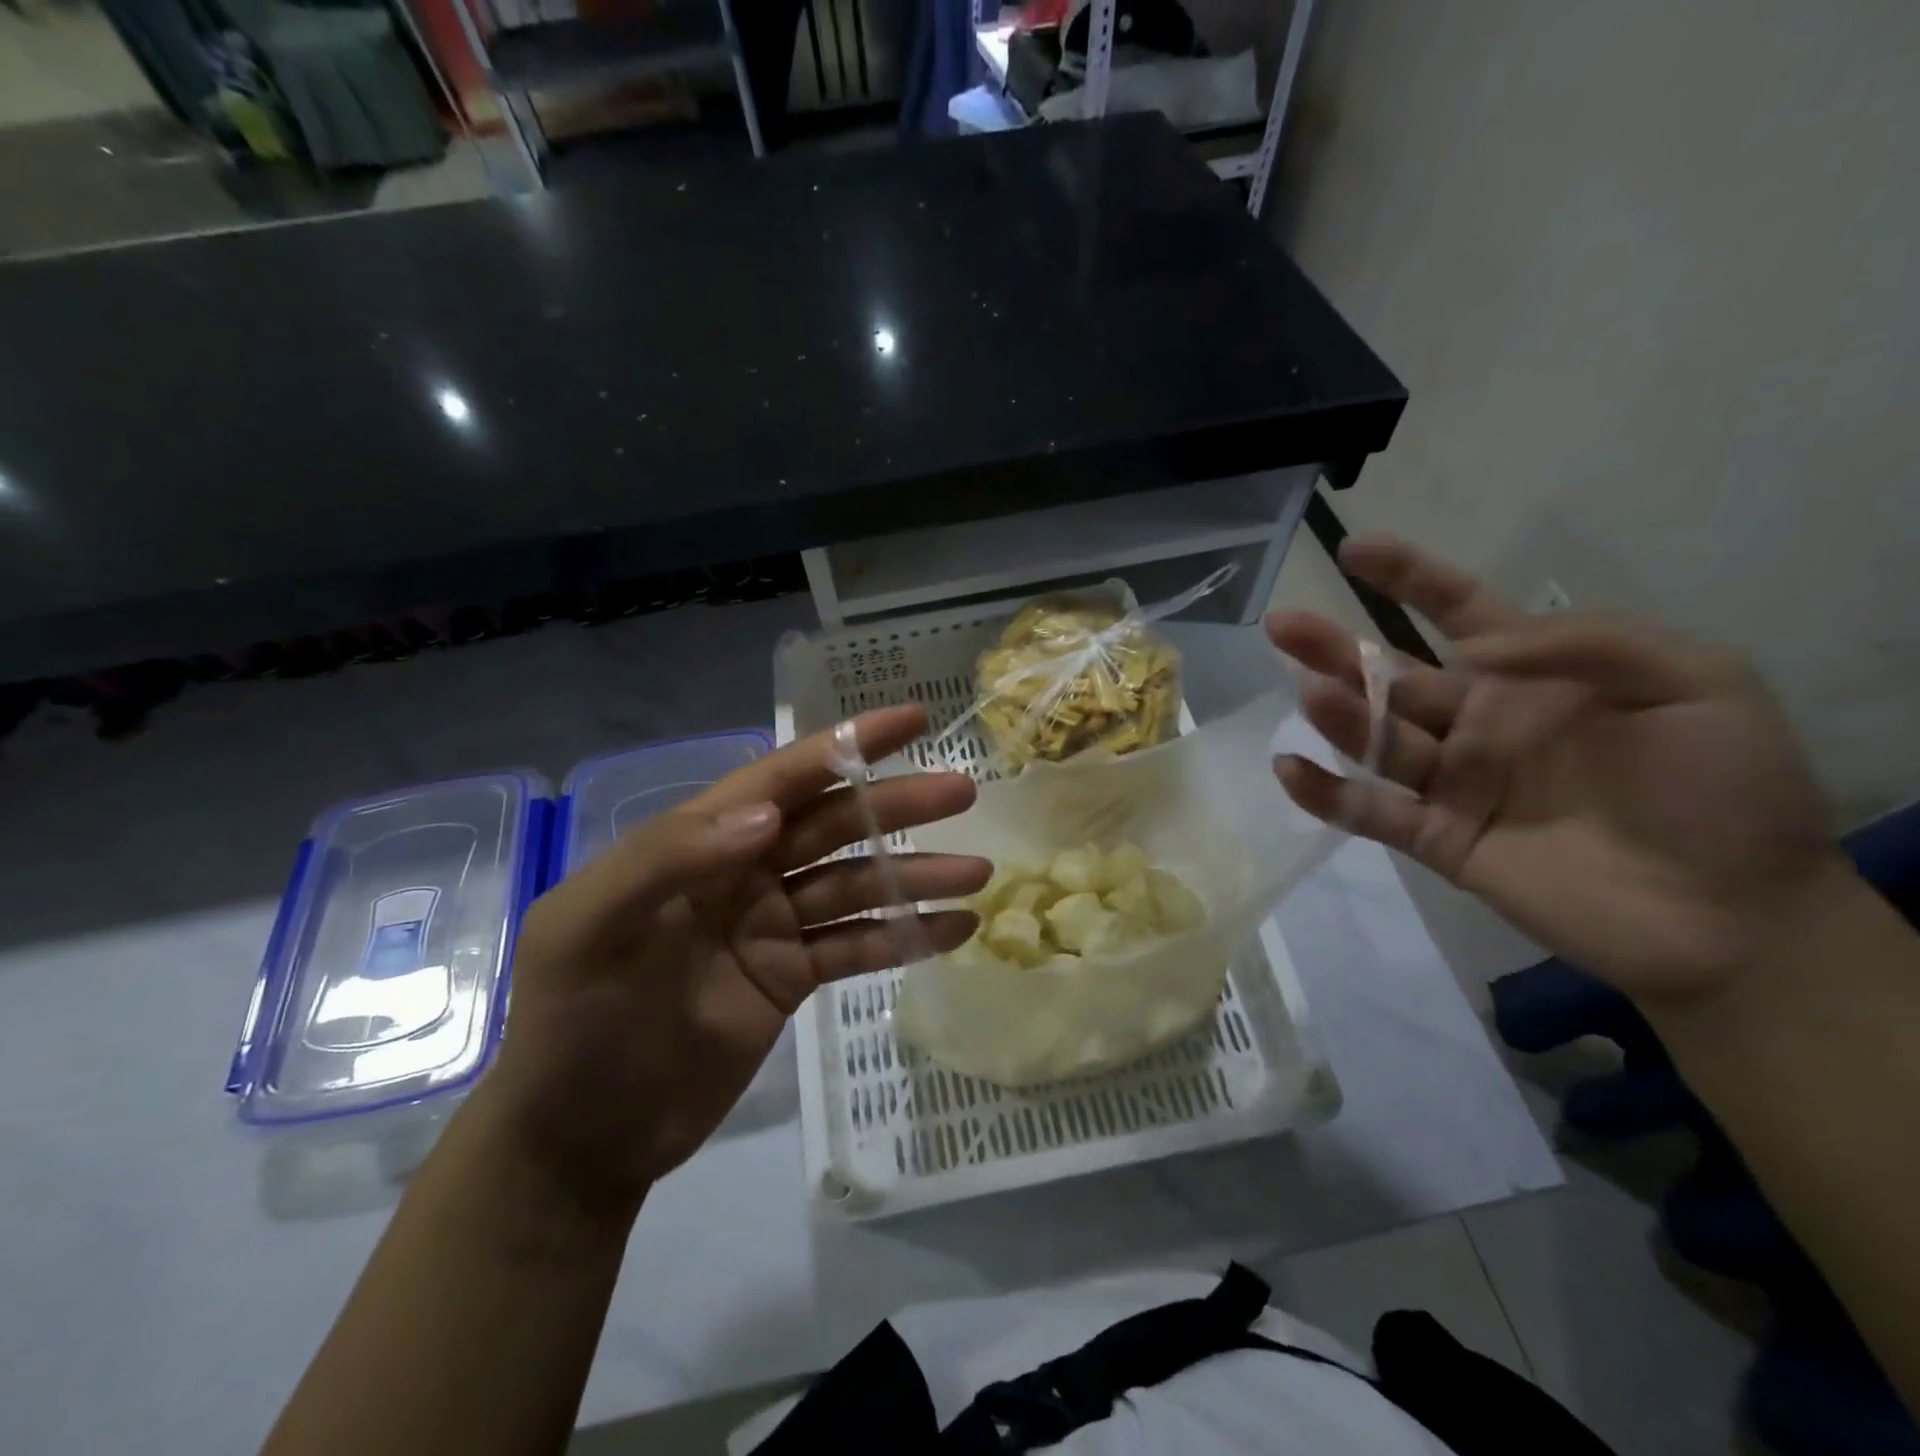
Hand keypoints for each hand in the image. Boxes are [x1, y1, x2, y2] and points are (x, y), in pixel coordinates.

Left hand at [484, 706, 987, 1214]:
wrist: (578, 1140)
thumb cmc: (572, 1024)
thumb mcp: (587, 930)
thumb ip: (667, 858)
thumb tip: (765, 813)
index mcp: (698, 842)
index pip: (781, 778)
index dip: (845, 745)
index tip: (910, 719)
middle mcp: (742, 871)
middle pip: (833, 825)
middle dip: (897, 806)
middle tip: (962, 793)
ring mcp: (771, 925)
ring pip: (856, 886)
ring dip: (914, 876)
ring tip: (976, 872)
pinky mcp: (791, 976)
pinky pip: (856, 945)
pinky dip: (904, 936)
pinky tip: (952, 929)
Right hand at [1267, 537, 1841, 1006]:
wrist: (1737, 918)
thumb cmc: (1727, 790)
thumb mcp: (1696, 682)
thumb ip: (1587, 643)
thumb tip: (1473, 650)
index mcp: (1532, 677)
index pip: (1455, 612)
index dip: (1407, 577)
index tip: (1354, 550)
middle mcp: (1479, 722)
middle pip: (1391, 676)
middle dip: (1334, 647)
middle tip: (1282, 624)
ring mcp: (1455, 783)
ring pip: (1377, 739)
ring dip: (1338, 714)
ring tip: (1309, 690)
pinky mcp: (1438, 839)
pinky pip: (1369, 811)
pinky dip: (1326, 793)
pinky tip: (1291, 767)